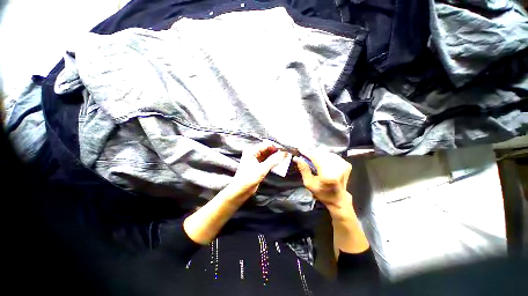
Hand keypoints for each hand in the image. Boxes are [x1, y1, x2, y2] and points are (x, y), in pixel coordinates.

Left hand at [230, 142, 286, 197]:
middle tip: (286, 154)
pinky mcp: (258, 165)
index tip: (285, 149)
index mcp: (251, 151)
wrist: (240, 190)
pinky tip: (279, 162)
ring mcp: (255, 159)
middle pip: (267, 149)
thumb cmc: (248, 179)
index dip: (276, 146)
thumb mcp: (262, 169)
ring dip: (275, 156)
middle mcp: (253, 153)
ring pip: (268, 155)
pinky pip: (267, 160)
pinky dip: (273, 161)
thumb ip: (273, 160)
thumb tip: (284, 153)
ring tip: (285, 157)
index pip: (266, 145)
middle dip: (276, 151)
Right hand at [293, 149, 351, 211]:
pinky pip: (332, 155)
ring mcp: (344, 166)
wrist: (338, 199)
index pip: (316, 158)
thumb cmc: (322, 193)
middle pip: (322, 154)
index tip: (300, 148)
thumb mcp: (309, 184)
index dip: (307, 152)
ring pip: (327, 153)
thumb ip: (303, 169)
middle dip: (312, 153)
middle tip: (305, 154)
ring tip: (313, 158)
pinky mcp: (346, 164)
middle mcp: (338, 169)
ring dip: (319, 154)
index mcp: (328, 175)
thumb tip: (297, 158)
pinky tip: (322, 161)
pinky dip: (326, 156)